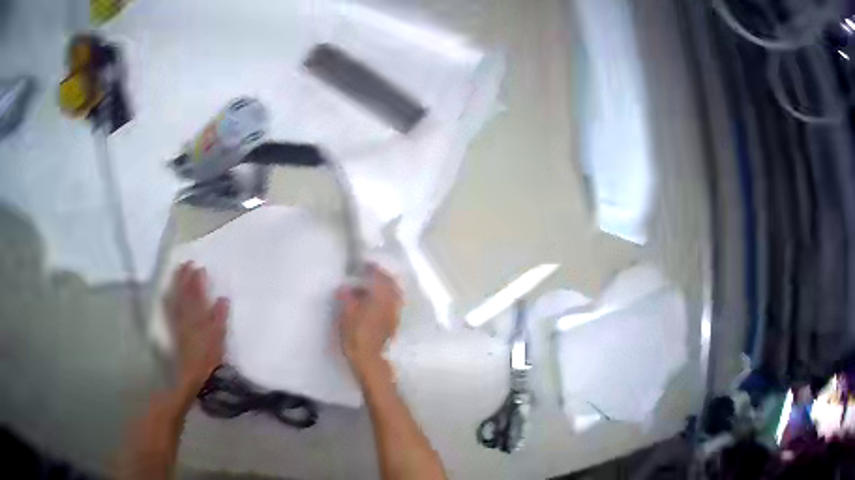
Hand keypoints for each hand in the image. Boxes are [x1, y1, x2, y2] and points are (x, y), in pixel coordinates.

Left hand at [164, 262, 228, 395]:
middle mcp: (186, 315)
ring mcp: (178, 320)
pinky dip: (169, 297)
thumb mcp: (219, 337)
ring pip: (175, 297)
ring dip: (176, 283)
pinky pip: (170, 308)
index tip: (199, 267)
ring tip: (177, 271)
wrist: (191, 373)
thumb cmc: (208, 356)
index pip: (197, 293)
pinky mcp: (174, 328)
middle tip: (186, 263)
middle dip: (185, 276)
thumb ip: (220, 317)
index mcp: (198, 315)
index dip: (198, 280)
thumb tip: (223, 298)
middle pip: (184, 292)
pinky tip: (167, 293)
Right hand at [336, 264, 401, 379]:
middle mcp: (391, 302)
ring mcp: (395, 313)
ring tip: (370, 288)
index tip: (364, 265)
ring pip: (394, 294)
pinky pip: (393, 304)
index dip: (372, 268)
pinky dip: (386, 298)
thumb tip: (344, 287)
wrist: (370, 360)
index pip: (379, 276)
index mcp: (380, 297)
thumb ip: (347, 298)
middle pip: (390, 283)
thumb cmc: (356, 336)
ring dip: (385, 287)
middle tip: (368, 274)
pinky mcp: (394, 323)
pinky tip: (374, 303)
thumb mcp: (346, 314)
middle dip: (381, 276)